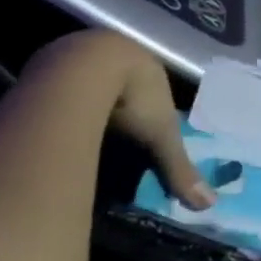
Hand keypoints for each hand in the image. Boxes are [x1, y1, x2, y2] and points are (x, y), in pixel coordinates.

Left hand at [28, 32, 212, 208]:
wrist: (81, 69)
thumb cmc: (133, 97)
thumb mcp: (161, 136)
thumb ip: (179, 168)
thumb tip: (209, 204)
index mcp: (147, 67)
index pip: (154, 87)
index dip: (152, 106)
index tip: (146, 127)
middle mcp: (117, 56)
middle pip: (120, 83)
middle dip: (118, 103)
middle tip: (114, 130)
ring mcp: (82, 56)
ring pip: (89, 82)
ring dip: (87, 100)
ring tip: (84, 126)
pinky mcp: (51, 63)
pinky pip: (60, 85)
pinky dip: (61, 102)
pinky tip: (56, 120)